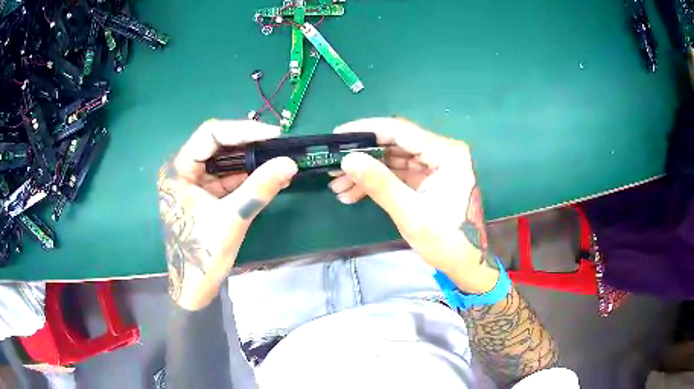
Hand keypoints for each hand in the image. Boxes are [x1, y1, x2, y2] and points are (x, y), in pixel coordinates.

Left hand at [158, 120, 297, 309]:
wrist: (194, 287)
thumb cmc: (203, 254)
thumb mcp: (232, 218)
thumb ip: (259, 188)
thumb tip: (290, 163)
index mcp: (178, 170)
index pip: (210, 135)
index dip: (243, 130)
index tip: (273, 135)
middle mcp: (182, 171)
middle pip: (217, 146)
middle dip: (249, 145)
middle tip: (279, 145)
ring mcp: (193, 183)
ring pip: (224, 161)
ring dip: (250, 161)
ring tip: (279, 160)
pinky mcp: (203, 195)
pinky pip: (226, 178)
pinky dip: (246, 177)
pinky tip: (269, 177)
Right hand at [329, 118, 498, 293]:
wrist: (466, 263)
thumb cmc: (446, 241)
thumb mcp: (411, 213)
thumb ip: (380, 184)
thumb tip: (347, 159)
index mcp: (447, 154)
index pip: (401, 131)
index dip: (366, 130)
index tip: (337, 135)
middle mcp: (442, 152)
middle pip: (395, 144)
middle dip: (363, 157)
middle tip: (334, 167)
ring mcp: (435, 166)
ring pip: (393, 160)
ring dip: (366, 172)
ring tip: (338, 187)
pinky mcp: (428, 179)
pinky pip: (398, 174)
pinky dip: (377, 183)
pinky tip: (353, 194)